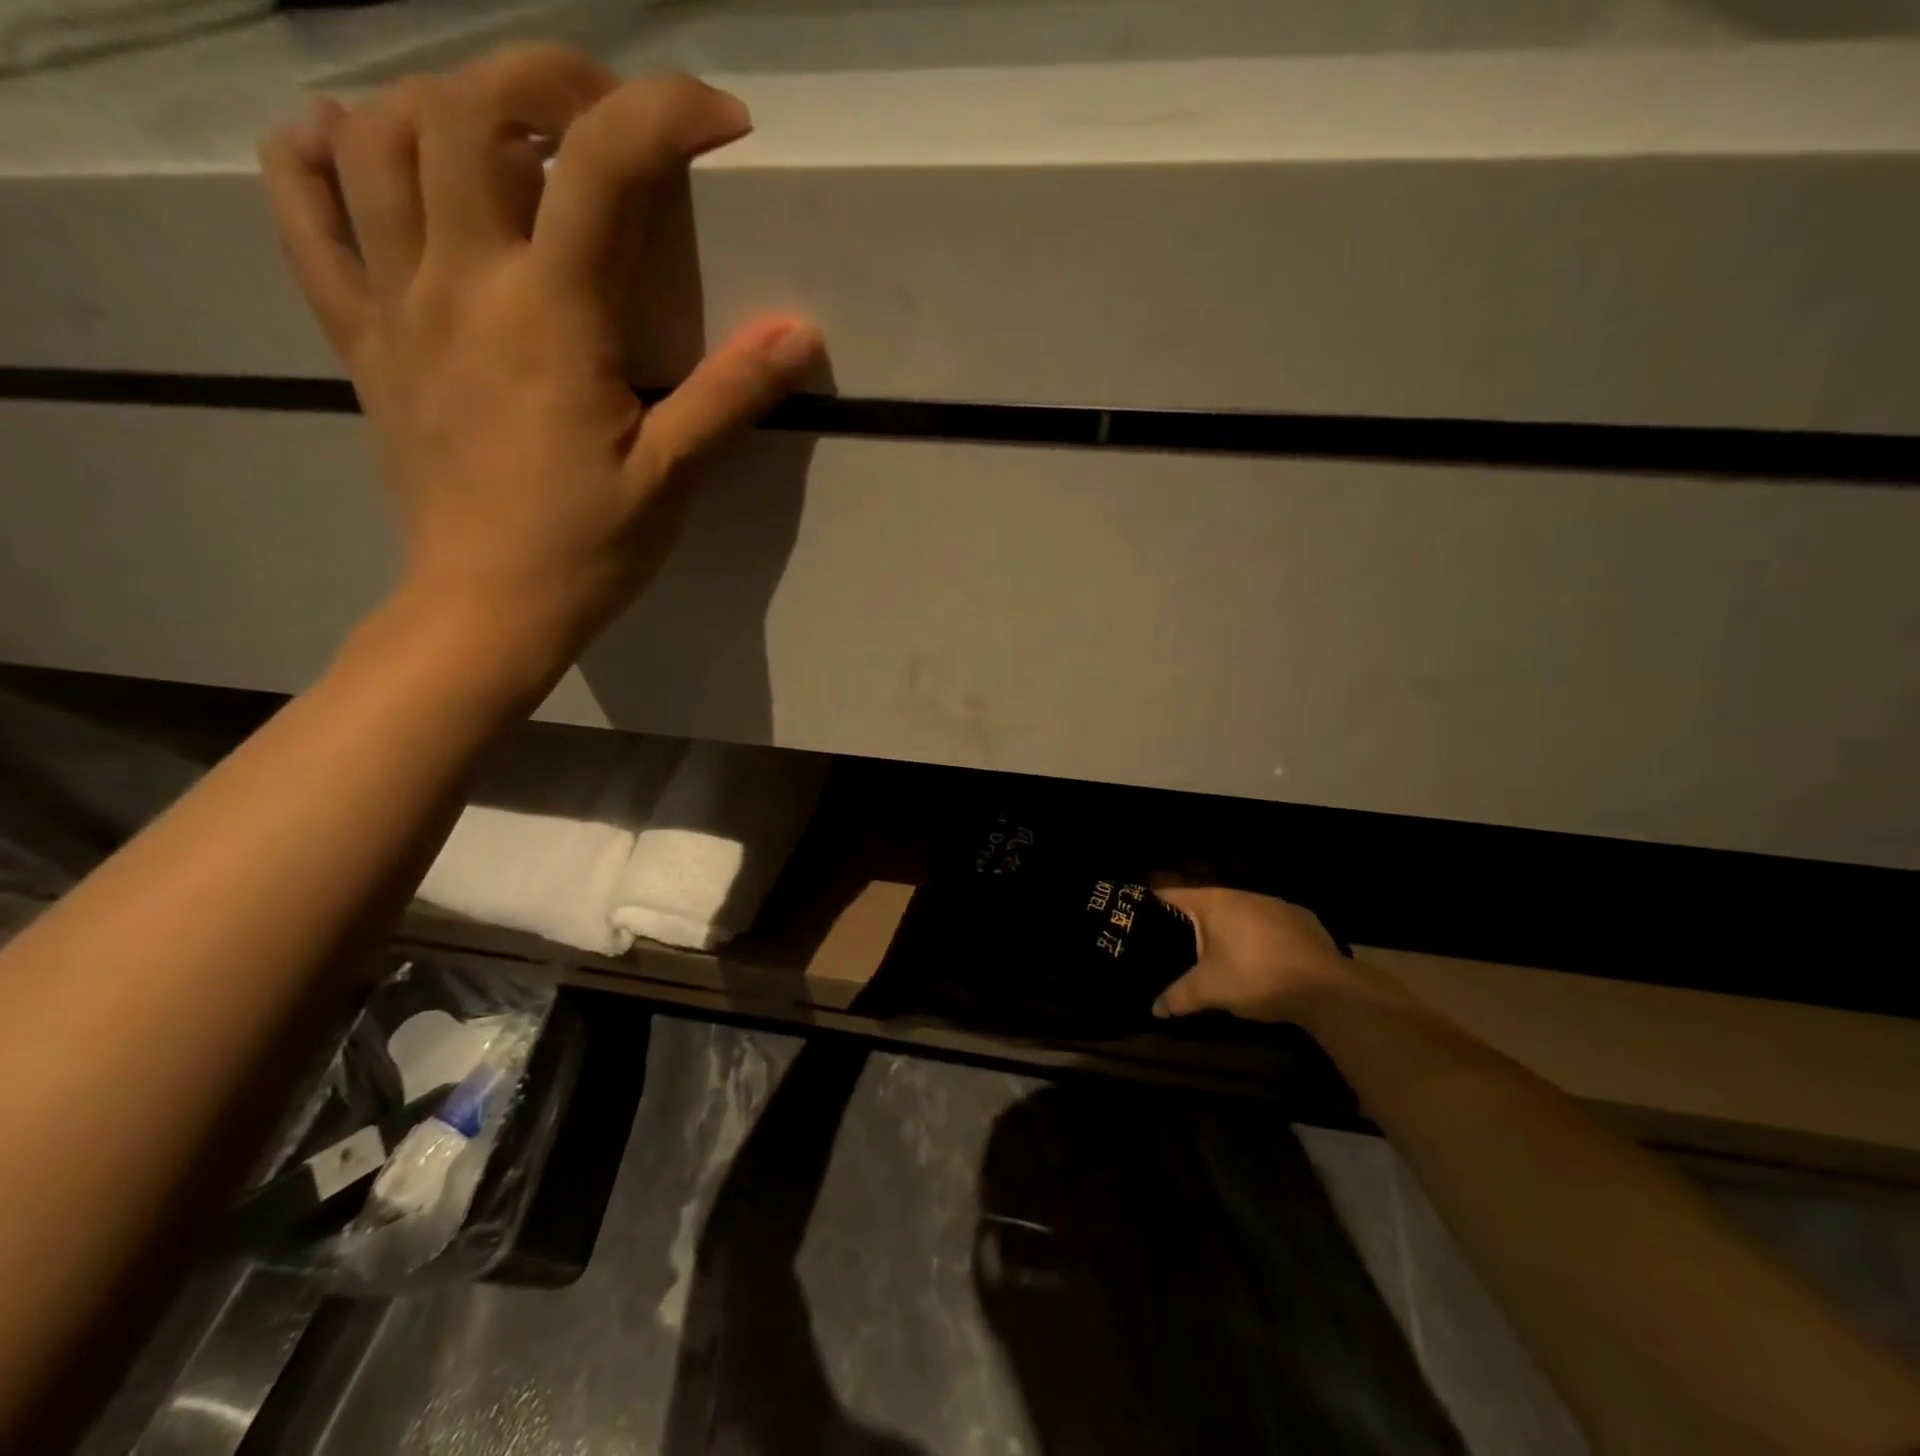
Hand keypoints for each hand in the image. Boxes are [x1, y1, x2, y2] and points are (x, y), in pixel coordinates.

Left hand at [259, 47, 821, 694]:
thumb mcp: (673, 476)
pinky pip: (303, 214)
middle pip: (471, 107)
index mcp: (551, 316)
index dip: (668, 114)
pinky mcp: (359, 337)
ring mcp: (395, 303)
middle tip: (610, 113)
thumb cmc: (588, 547)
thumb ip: (731, 393)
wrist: (487, 607)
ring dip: (445, 101)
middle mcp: (461, 281)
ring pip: (379, 137)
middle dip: (550, 76)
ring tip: (507, 133)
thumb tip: (802, 333)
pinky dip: (317, 156)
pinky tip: (356, 148)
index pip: (605, 165)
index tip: (723, 123)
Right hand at [1152, 887, 1351, 1022]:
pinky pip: (1268, 924)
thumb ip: (1178, 996)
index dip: (1152, 907)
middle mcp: (1242, 894)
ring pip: (1238, 913)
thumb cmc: (1256, 977)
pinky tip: (1261, 960)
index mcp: (1214, 902)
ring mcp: (1275, 904)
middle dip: (1190, 923)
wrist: (1327, 989)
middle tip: (1174, 945)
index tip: (1138, 922)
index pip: (1171, 895)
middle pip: (1205, 904)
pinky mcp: (1301, 919)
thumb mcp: (1210, 991)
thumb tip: (1154, 1009)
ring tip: (1216, 954)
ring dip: (1226, 930)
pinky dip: (1257, 937)